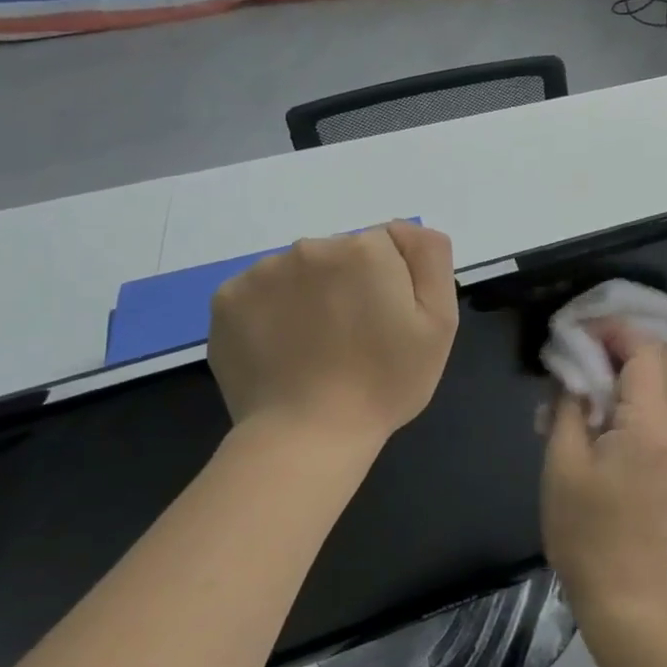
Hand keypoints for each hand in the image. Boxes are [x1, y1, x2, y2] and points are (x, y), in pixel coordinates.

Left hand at [208, 222, 457, 444]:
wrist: (308, 435)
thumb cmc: (386, 381)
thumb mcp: (440, 321)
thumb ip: (430, 257)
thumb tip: (403, 230)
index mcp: (365, 249)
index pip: (388, 246)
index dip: (394, 283)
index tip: (389, 322)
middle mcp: (310, 247)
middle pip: (343, 254)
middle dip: (351, 284)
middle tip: (356, 339)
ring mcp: (262, 272)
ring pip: (301, 272)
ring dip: (312, 295)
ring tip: (317, 348)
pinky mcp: (226, 300)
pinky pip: (263, 292)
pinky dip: (274, 312)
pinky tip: (284, 348)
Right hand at [541, 326, 666, 619]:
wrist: (623, 587)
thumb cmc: (585, 528)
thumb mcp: (562, 461)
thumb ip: (569, 404)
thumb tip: (572, 367)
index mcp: (652, 424)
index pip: (646, 351)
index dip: (615, 331)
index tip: (581, 329)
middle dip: (636, 338)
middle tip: (594, 342)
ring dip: (645, 359)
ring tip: (600, 363)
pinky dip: (650, 383)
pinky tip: (613, 394)